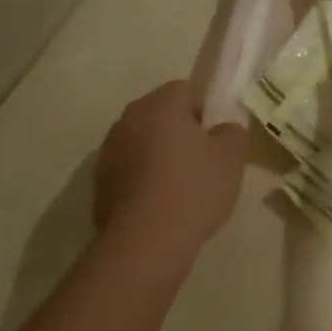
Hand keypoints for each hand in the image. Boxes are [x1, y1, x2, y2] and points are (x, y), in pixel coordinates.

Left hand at [94, 81, 246, 263]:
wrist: (145, 240)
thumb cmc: (193, 189)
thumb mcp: (231, 158)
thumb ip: (233, 132)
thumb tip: (224, 128)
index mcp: (160, 104)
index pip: (184, 90)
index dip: (204, 112)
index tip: (214, 140)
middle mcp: (129, 118)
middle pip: (159, 115)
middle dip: (179, 133)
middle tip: (201, 164)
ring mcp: (109, 150)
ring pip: (142, 143)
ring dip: (158, 156)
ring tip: (179, 190)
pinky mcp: (99, 181)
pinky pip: (128, 170)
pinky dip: (142, 180)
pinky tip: (158, 207)